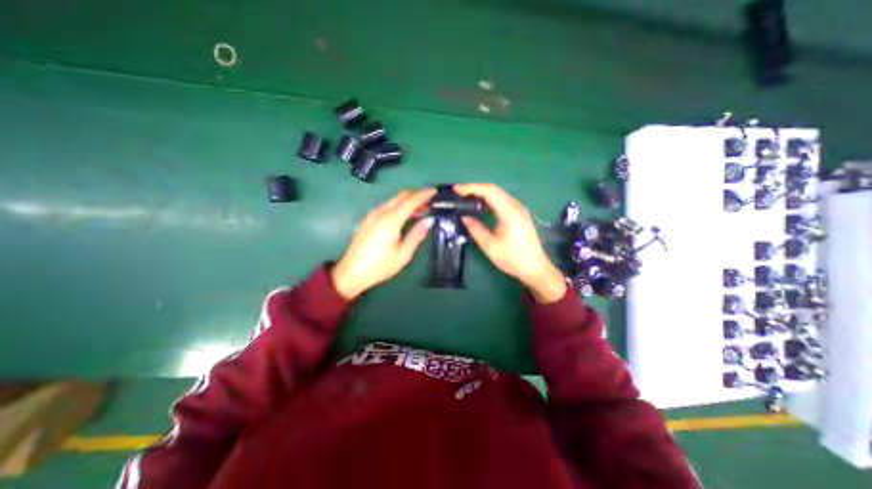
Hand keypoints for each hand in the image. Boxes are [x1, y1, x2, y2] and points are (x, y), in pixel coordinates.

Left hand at [330, 190, 435, 299]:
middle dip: (417, 194)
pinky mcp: (368, 219)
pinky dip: (399, 206)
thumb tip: (429, 220)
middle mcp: (380, 213)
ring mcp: (372, 215)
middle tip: (430, 200)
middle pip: (401, 196)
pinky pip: (386, 206)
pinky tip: (405, 215)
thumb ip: (417, 234)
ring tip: (421, 209)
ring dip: (408, 200)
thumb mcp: (403, 254)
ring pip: (393, 200)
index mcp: (390, 220)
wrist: (352, 272)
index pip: (410, 201)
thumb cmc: (380, 266)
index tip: (434, 191)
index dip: (424, 194)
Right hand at [454, 183, 569, 300]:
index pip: (489, 191)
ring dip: (481, 193)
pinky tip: (480, 205)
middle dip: (474, 188)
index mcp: (509, 212)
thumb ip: (476, 229)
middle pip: (494, 189)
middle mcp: (516, 206)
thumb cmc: (513, 259)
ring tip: (465, 197)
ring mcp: (519, 209)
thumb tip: (464, 217)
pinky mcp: (519, 214)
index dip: (471, 188)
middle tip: (458, 192)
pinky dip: (488, 199)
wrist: (536, 268)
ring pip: (498, 193)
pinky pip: (502, 200)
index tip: (456, 189)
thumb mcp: (490, 246)